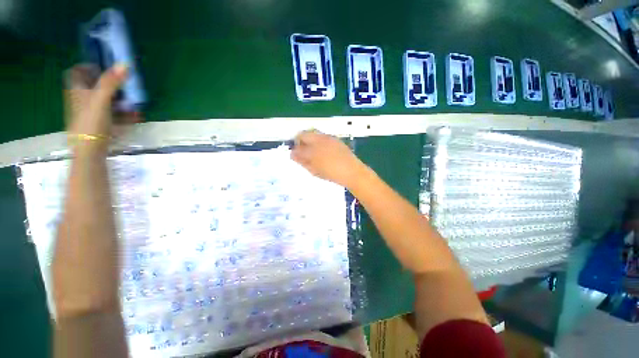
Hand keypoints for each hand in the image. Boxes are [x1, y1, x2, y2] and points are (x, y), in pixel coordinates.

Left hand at [64, 64, 128, 151]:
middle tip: (124, 86)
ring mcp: (90, 113)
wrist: (90, 150)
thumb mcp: (101, 99)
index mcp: (77, 91)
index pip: (76, 72)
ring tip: (134, 103)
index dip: (87, 67)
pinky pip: (111, 114)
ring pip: (104, 100)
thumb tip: (125, 63)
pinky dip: (122, 113)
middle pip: (93, 86)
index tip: (102, 69)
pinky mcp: (99, 124)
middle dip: (110, 85)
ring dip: (120, 100)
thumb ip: (111, 82)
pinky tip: (135, 116)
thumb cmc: (91, 122)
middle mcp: (82, 100)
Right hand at [291, 130, 367, 188]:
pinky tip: (322, 150)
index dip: (294, 151)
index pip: (297, 148)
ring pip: (312, 133)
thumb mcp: (314, 171)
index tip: (294, 156)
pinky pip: (321, 136)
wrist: (352, 171)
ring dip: (308, 139)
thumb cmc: (332, 174)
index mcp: (312, 151)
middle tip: (302, 151)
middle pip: (303, 134)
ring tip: (312, 151)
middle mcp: (318, 140)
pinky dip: (317, 140)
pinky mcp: (334, 138)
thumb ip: (303, 162)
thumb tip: (294, 156)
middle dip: (300, 141)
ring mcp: (327, 138)